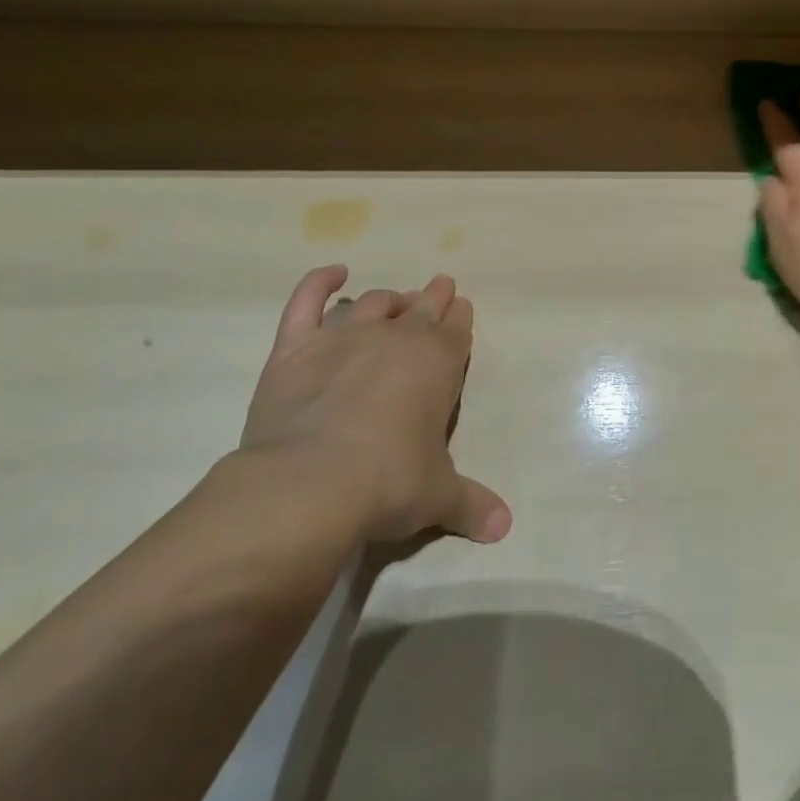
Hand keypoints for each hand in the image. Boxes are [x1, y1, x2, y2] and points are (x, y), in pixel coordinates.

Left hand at [239, 266, 511, 545]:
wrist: (311, 482)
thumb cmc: (388, 483)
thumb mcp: (438, 497)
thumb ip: (472, 504)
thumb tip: (504, 527)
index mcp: (437, 363)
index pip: (456, 329)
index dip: (460, 318)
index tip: (461, 308)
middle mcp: (395, 337)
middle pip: (422, 306)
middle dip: (434, 297)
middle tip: (438, 291)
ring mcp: (343, 336)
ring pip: (372, 302)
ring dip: (388, 298)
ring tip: (394, 301)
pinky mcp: (295, 346)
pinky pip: (307, 301)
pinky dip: (319, 282)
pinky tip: (333, 273)